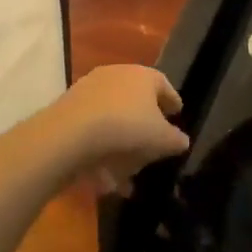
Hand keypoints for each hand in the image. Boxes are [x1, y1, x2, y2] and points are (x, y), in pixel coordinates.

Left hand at [49, 65, 189, 187]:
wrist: (70, 133)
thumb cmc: (127, 128)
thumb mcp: (162, 139)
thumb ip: (176, 140)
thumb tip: (182, 140)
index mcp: (142, 75)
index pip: (163, 84)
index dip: (172, 100)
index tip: (177, 114)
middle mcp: (116, 75)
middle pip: (136, 99)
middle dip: (145, 123)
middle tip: (152, 143)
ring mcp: (89, 90)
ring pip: (113, 117)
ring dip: (121, 143)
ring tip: (127, 172)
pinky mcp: (69, 108)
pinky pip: (93, 130)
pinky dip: (101, 149)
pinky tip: (105, 176)